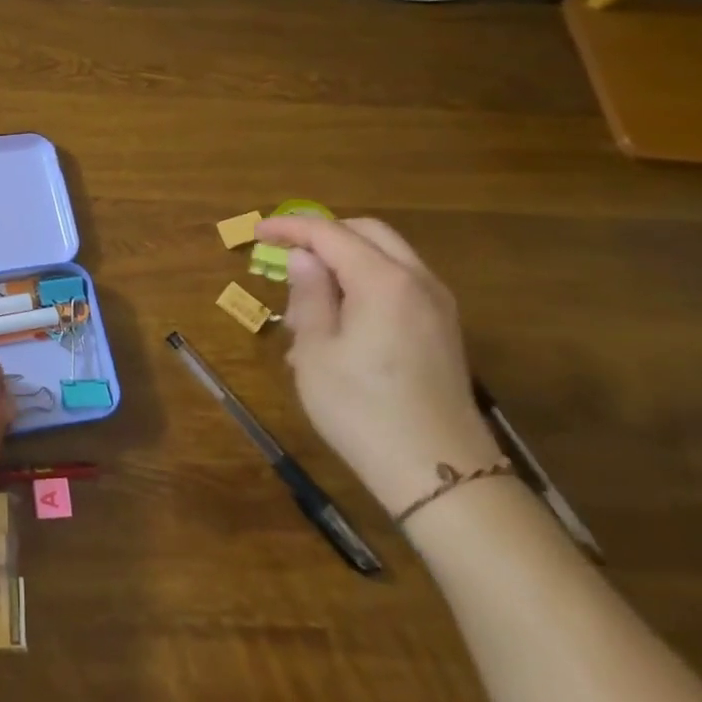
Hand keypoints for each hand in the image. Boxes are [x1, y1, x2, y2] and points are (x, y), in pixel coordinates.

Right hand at [251, 216, 500, 516]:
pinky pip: (400, 282)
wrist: (440, 475)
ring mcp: (437, 305)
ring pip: (388, 255)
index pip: (329, 234)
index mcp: (383, 281)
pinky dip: (367, 278)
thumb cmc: (362, 410)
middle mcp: (417, 281)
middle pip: (368, 232)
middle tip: (286, 249)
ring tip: (310, 290)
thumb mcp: (316, 351)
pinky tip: (342, 314)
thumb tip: (303, 257)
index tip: (257, 232)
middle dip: (324, 233)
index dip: (290, 227)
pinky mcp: (443, 329)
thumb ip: (309, 295)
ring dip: (346, 256)